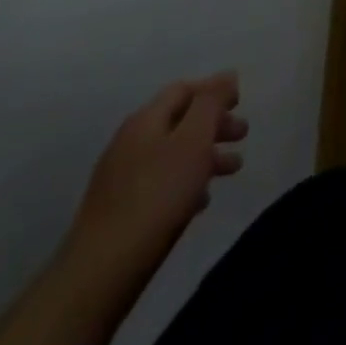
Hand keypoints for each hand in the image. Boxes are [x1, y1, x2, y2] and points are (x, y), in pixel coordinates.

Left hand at [68, 73, 247, 271]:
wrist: (102, 269)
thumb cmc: (158, 195)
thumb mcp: (194, 139)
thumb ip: (211, 102)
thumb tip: (226, 75)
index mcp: (145, 120)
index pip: (184, 89)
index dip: (214, 90)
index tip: (241, 102)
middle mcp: (130, 141)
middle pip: (179, 121)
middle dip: (214, 124)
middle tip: (242, 135)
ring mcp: (121, 177)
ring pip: (173, 154)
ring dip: (205, 155)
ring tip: (232, 170)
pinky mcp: (119, 210)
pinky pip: (161, 183)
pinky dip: (186, 182)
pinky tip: (200, 201)